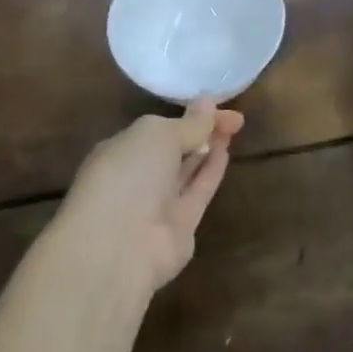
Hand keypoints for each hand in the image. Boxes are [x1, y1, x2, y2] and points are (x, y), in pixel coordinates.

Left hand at [61, 100, 245, 290]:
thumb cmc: (129, 176)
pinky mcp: (179, 229)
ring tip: (233, 127)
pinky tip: (226, 152)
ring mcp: (157, 204)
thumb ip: (188, 123)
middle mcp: (137, 177)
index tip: (217, 102)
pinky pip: (197, 192)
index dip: (187, 114)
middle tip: (232, 116)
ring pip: (187, 170)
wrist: (119, 249)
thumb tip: (208, 102)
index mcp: (121, 150)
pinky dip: (211, 172)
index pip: (158, 127)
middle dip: (200, 130)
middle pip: (174, 148)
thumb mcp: (159, 135)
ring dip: (208, 147)